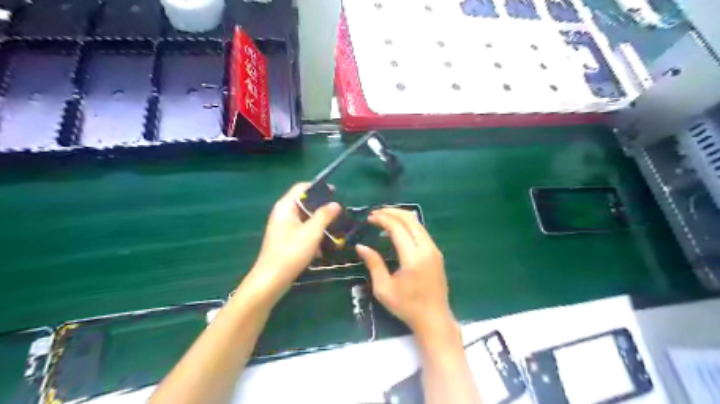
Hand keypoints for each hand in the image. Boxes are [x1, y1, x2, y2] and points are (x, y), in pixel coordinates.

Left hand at [239, 182, 340, 305]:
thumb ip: (324, 215)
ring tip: (336, 228)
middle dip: (322, 207)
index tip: (335, 194)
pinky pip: (302, 230)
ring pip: (305, 218)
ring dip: (319, 222)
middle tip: (338, 213)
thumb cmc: (291, 252)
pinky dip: (313, 234)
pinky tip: (325, 244)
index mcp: (285, 207)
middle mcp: (283, 213)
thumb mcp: (312, 232)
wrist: (272, 279)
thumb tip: (335, 204)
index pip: (302, 187)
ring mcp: (283, 227)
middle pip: (304, 203)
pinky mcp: (286, 239)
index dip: (318, 188)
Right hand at [355, 209, 454, 334]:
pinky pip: (422, 232)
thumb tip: (361, 246)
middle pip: (410, 220)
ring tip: (384, 218)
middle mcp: (427, 249)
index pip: (398, 228)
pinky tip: (397, 230)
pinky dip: (408, 225)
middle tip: (376, 213)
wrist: (434, 319)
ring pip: (418, 224)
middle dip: (392, 212)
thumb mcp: (384, 289)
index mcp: (413, 258)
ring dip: (401, 217)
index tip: (369, 218)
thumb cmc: (407, 307)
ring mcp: (434, 250)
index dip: (383, 219)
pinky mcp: (436, 253)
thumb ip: (373, 264)